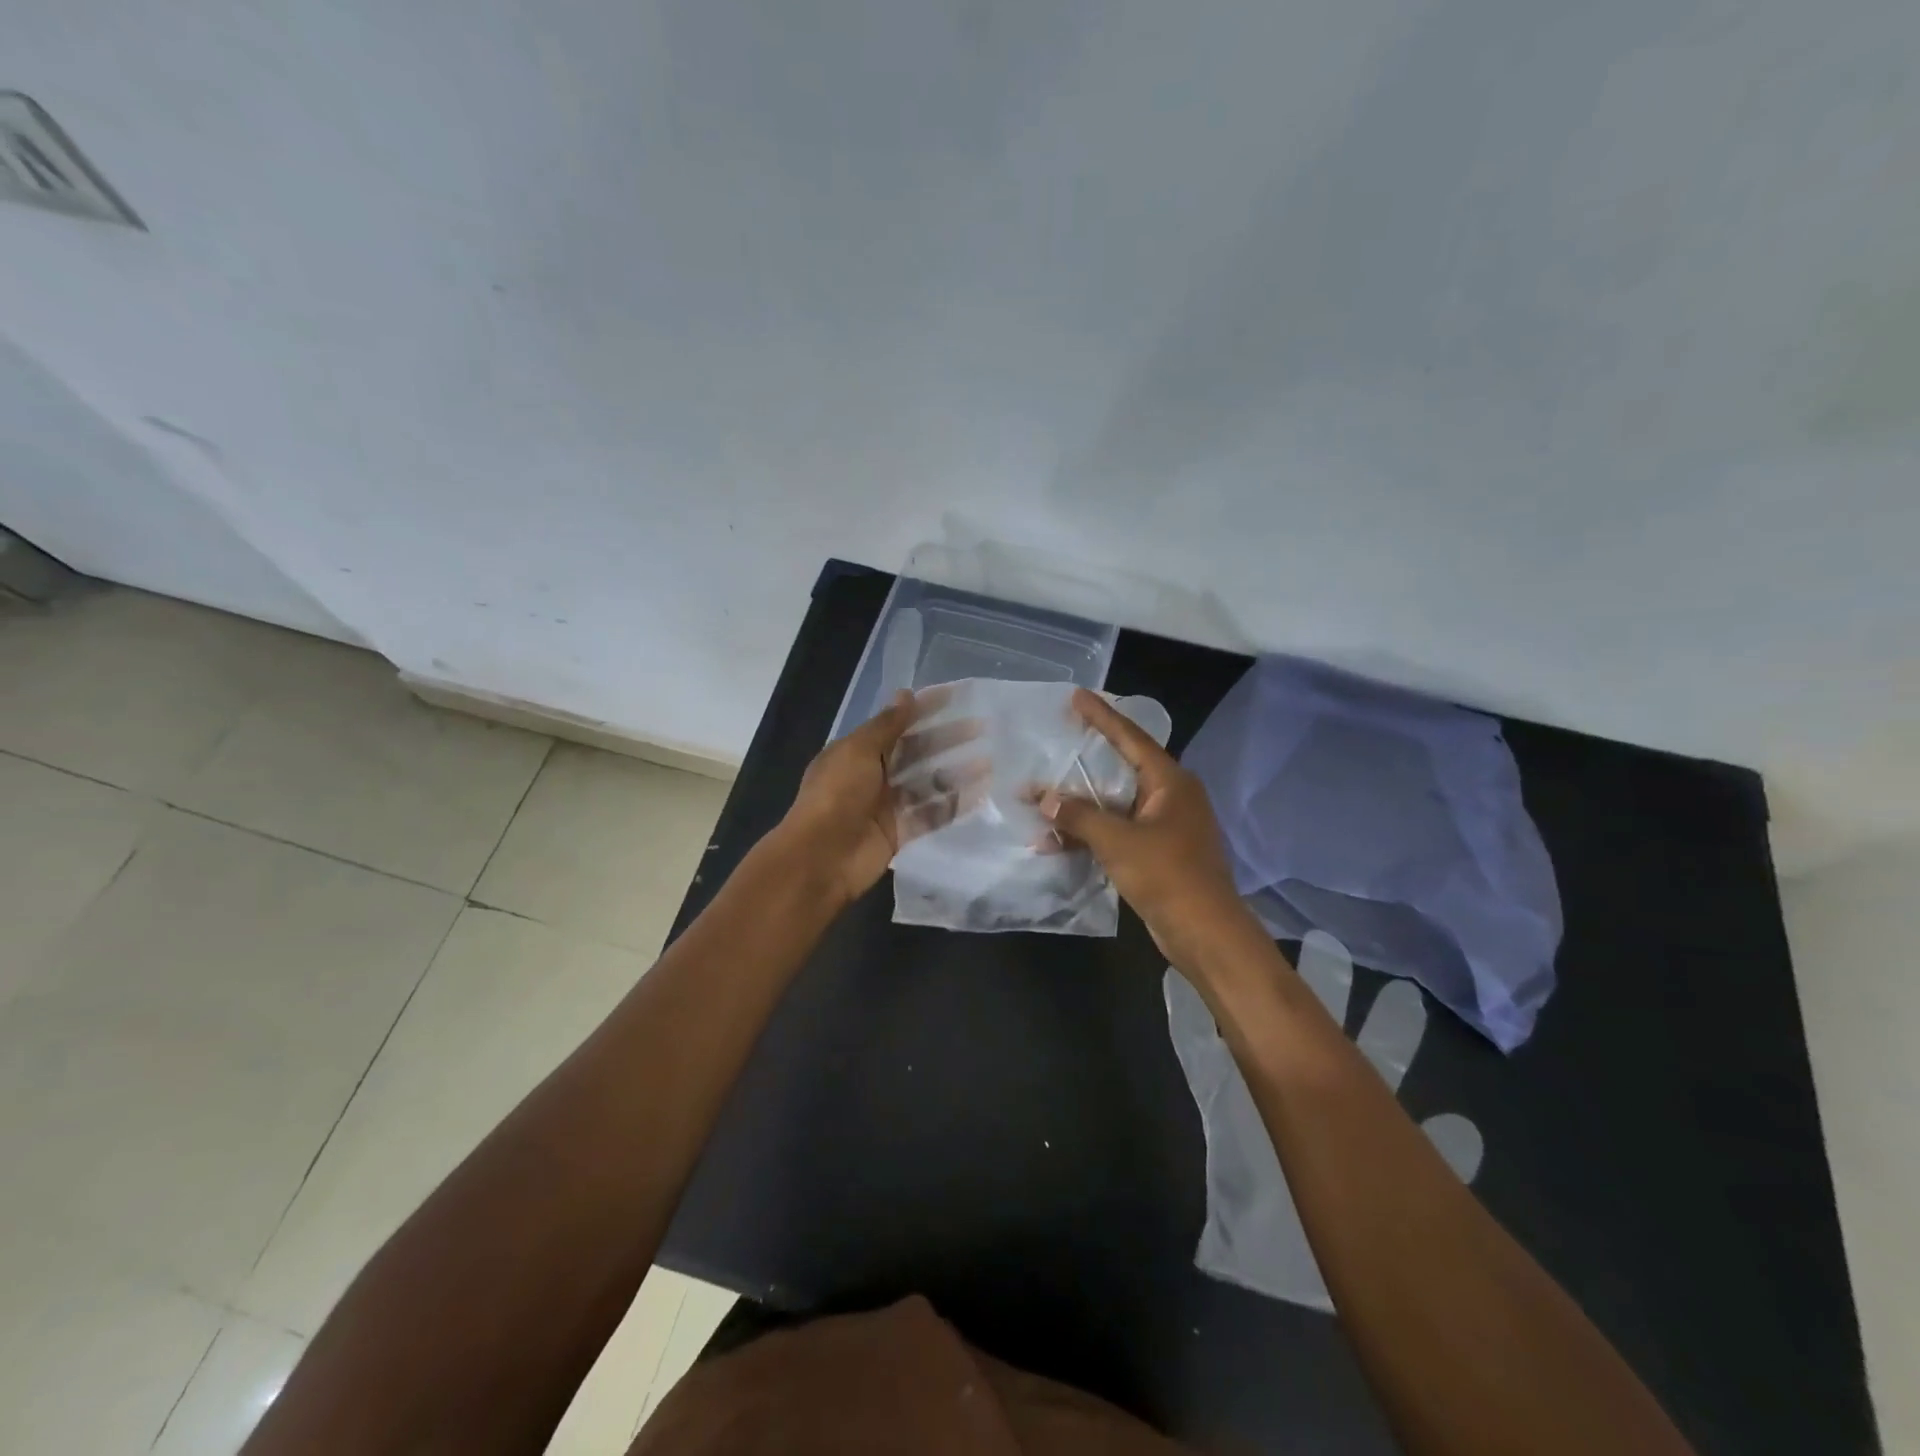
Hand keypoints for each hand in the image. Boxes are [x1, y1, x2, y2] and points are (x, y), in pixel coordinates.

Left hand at [777, 689, 982, 908]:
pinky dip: (954, 804)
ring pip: (927, 783)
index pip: (896, 724)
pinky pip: (931, 814)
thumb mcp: (858, 751)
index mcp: (857, 752)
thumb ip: (887, 725)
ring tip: (990, 761)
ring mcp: (887, 806)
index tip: (956, 697)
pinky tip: (981, 793)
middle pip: (916, 753)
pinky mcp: (900, 833)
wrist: (821, 858)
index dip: (924, 710)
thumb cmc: (836, 795)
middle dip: (946, 739)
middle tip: (982, 727)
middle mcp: (872, 775)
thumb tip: (906, 693)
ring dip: (955, 771)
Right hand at [1039, 688, 1255, 967]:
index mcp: (1170, 782)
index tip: (1077, 695)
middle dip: (1085, 760)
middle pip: (1121, 768)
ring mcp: (1165, 827)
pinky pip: (1118, 832)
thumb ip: (1079, 816)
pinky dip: (1091, 835)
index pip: (1131, 737)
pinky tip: (1056, 842)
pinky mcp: (1158, 854)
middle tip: (1057, 739)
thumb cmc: (1167, 875)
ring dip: (1080, 807)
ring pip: (1115, 805)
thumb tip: (1045, 798)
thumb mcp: (1118, 841)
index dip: (1102, 716)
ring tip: (1041, 799)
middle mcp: (1170, 797)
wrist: (1205, 933)